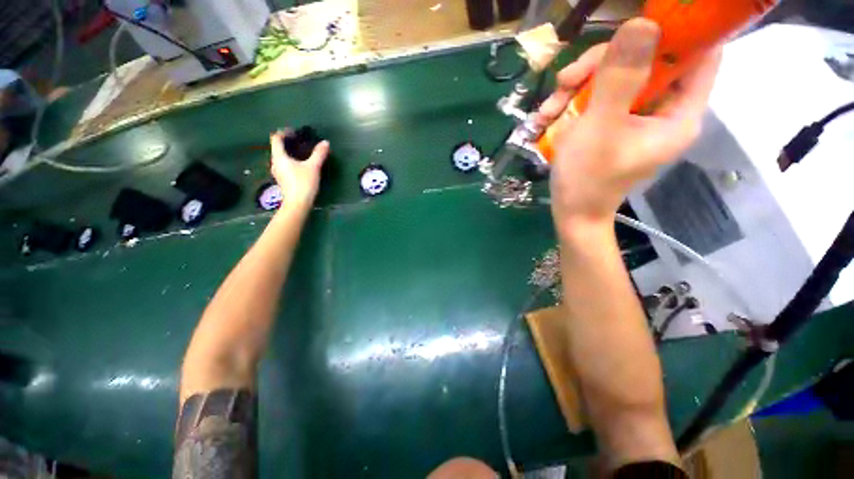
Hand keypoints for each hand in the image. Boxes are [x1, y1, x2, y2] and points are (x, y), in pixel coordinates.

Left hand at [269, 131, 329, 209]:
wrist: (298, 204)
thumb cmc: (303, 183)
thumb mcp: (313, 167)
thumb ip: (319, 154)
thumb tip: (325, 142)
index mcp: (279, 157)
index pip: (276, 139)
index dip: (284, 132)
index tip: (295, 132)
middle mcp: (275, 163)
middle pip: (278, 148)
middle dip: (288, 142)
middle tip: (301, 141)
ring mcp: (278, 172)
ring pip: (281, 157)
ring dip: (290, 152)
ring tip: (302, 152)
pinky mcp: (283, 179)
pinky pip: (284, 165)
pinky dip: (291, 160)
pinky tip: (301, 164)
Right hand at [537, 19, 720, 230]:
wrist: (571, 212)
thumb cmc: (587, 179)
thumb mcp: (599, 128)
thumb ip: (620, 78)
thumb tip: (642, 22)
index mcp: (679, 113)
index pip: (700, 54)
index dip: (677, 31)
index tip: (637, 26)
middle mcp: (662, 110)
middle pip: (645, 60)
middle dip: (602, 64)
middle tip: (567, 80)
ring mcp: (635, 117)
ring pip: (615, 76)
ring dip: (577, 86)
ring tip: (548, 110)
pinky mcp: (613, 123)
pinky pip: (598, 97)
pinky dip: (572, 102)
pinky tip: (548, 117)